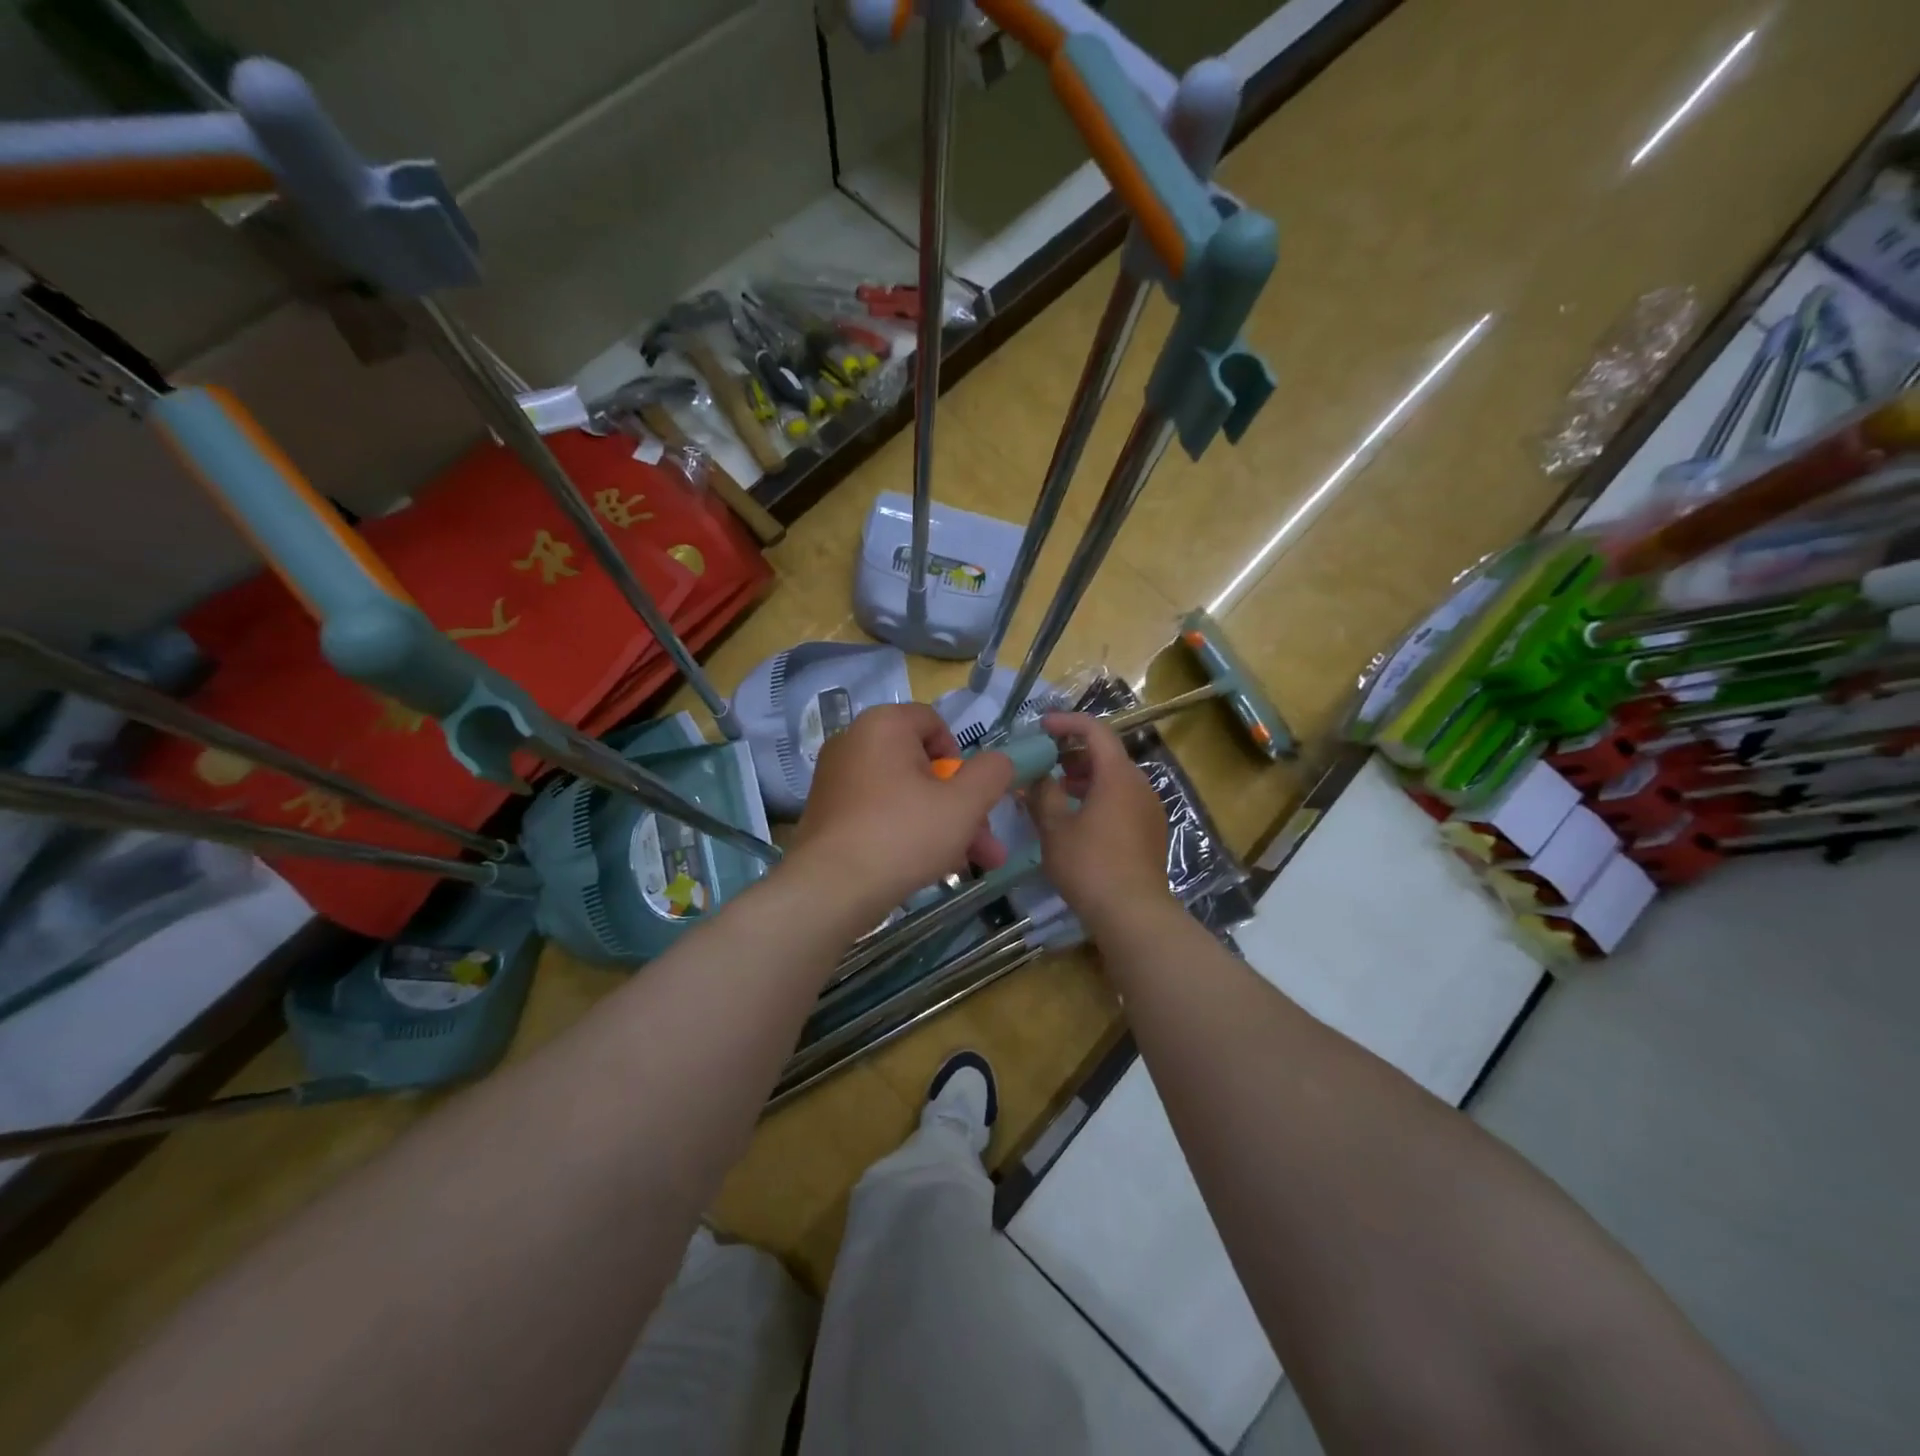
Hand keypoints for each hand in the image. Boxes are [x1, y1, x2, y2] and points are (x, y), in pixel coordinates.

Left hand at [790, 703, 1014, 918]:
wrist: (830, 890)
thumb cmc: (903, 835)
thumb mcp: (964, 804)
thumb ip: (992, 773)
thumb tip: (998, 762)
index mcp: (883, 725)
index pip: (934, 723)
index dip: (961, 759)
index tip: (970, 796)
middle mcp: (853, 743)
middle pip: (923, 766)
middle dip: (961, 806)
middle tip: (986, 845)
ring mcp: (836, 780)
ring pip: (905, 795)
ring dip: (942, 825)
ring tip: (970, 865)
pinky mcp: (828, 814)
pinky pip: (879, 813)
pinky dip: (906, 833)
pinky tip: (930, 868)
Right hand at [1026, 713, 1172, 922]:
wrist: (1134, 913)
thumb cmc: (1090, 865)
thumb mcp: (1055, 828)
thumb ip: (1043, 794)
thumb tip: (1037, 776)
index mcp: (1118, 775)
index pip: (1095, 731)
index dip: (1067, 723)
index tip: (1041, 727)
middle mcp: (1139, 785)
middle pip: (1107, 755)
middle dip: (1073, 753)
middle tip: (1044, 762)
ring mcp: (1149, 809)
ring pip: (1115, 780)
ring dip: (1085, 778)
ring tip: (1056, 792)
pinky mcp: (1151, 832)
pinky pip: (1122, 800)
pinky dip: (1099, 797)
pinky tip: (1077, 819)